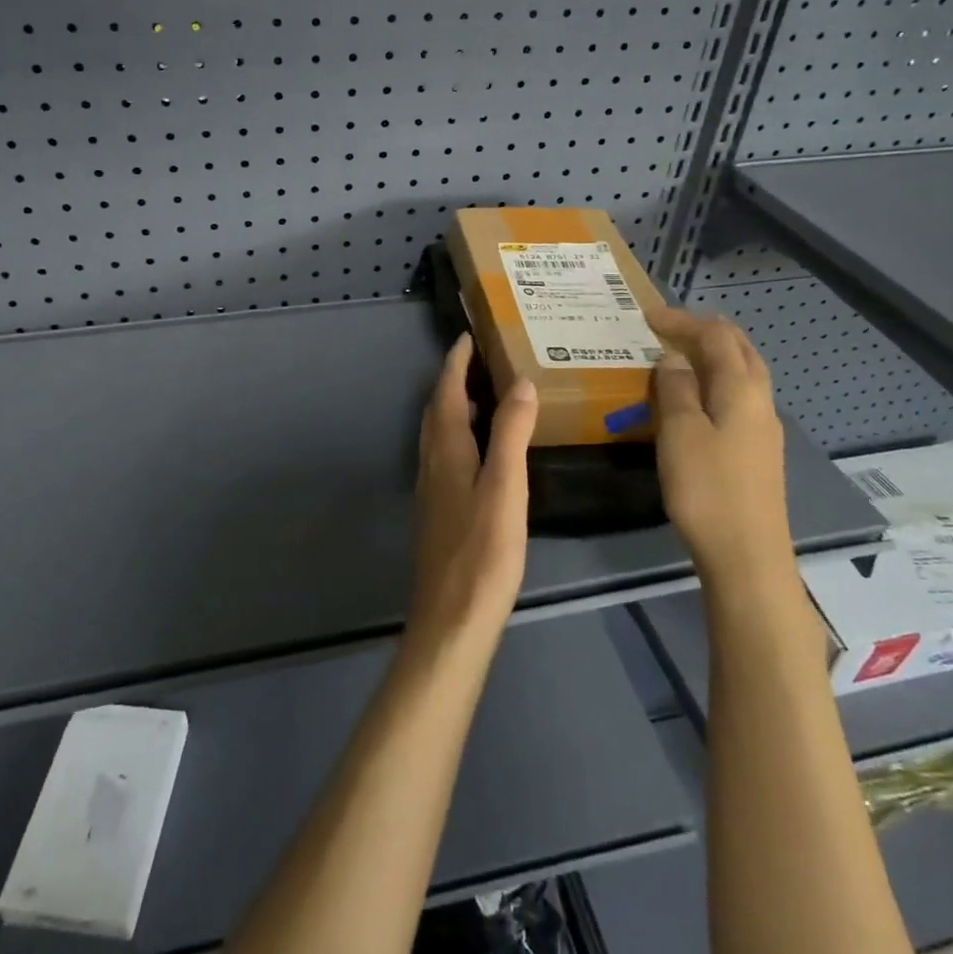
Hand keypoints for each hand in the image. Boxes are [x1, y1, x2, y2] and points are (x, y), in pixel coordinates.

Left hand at [409, 334, 539, 649]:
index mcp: (446, 451)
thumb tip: (520, 383)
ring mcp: (432, 489)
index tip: (469, 335)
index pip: (445, 392)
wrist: (453, 618)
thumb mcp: (505, 487)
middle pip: (437, 410)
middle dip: (454, 380)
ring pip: (439, 434)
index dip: (455, 362)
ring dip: (455, 407)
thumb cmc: (483, 552)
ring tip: (487, 396)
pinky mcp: (439, 511)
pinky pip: (446, 456)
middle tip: (483, 360)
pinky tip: (484, 452)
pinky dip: (461, 436)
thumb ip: (511, 434)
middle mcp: (432, 463)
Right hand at [645, 307, 790, 585]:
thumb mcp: (680, 433)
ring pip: (743, 375)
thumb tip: (672, 357)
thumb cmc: (707, 489)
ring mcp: (762, 429)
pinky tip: (695, 400)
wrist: (747, 556)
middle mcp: (759, 402)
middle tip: (668, 328)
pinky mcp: (758, 452)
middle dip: (706, 332)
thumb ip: (676, 389)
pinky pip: (738, 399)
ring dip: (713, 357)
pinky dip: (716, 383)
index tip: (647, 316)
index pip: (716, 337)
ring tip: (678, 357)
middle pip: (740, 350)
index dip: (683, 321)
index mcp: (742, 390)